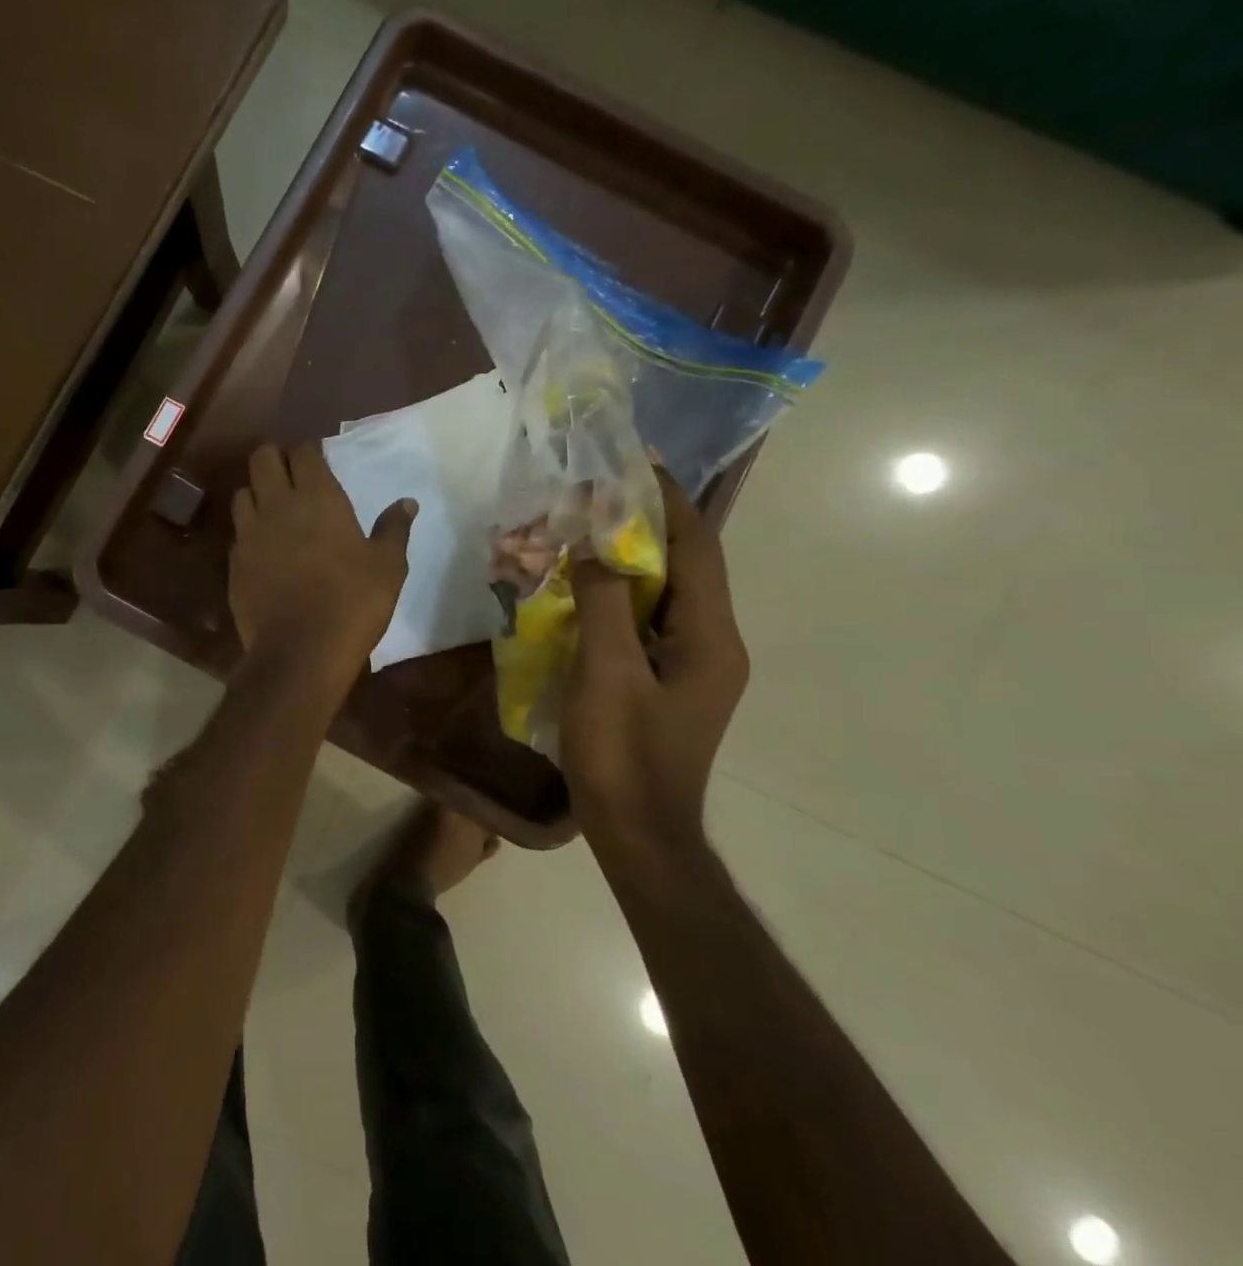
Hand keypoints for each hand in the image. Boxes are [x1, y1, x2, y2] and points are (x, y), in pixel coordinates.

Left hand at [229, 443, 415, 674]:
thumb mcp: (388, 566)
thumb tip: (407, 502)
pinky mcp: (235, 563)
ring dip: (257, 492)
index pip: (304, 452)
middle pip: (262, 458)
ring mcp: (250, 533)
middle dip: (275, 457)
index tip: (318, 458)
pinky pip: (238, 533)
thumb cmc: (353, 602)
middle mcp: (277, 505)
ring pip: (242, 493)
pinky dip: (249, 531)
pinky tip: (263, 547)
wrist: (300, 651)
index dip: (310, 450)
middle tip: (291, 473)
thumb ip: (394, 528)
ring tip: (273, 508)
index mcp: (317, 498)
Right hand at [563, 469, 747, 852]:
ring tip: (585, 529)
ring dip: (627, 559)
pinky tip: (581, 587)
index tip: (640, 462)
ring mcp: (691, 664)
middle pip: (683, 566)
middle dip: (644, 524)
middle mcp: (711, 643)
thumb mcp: (607, 673)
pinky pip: (644, 622)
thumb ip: (604, 603)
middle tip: (599, 493)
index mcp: (710, 638)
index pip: (698, 549)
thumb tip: (595, 547)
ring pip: (662, 594)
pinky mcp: (667, 680)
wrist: (638, 832)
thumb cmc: (624, 753)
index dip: (670, 502)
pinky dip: (617, 596)